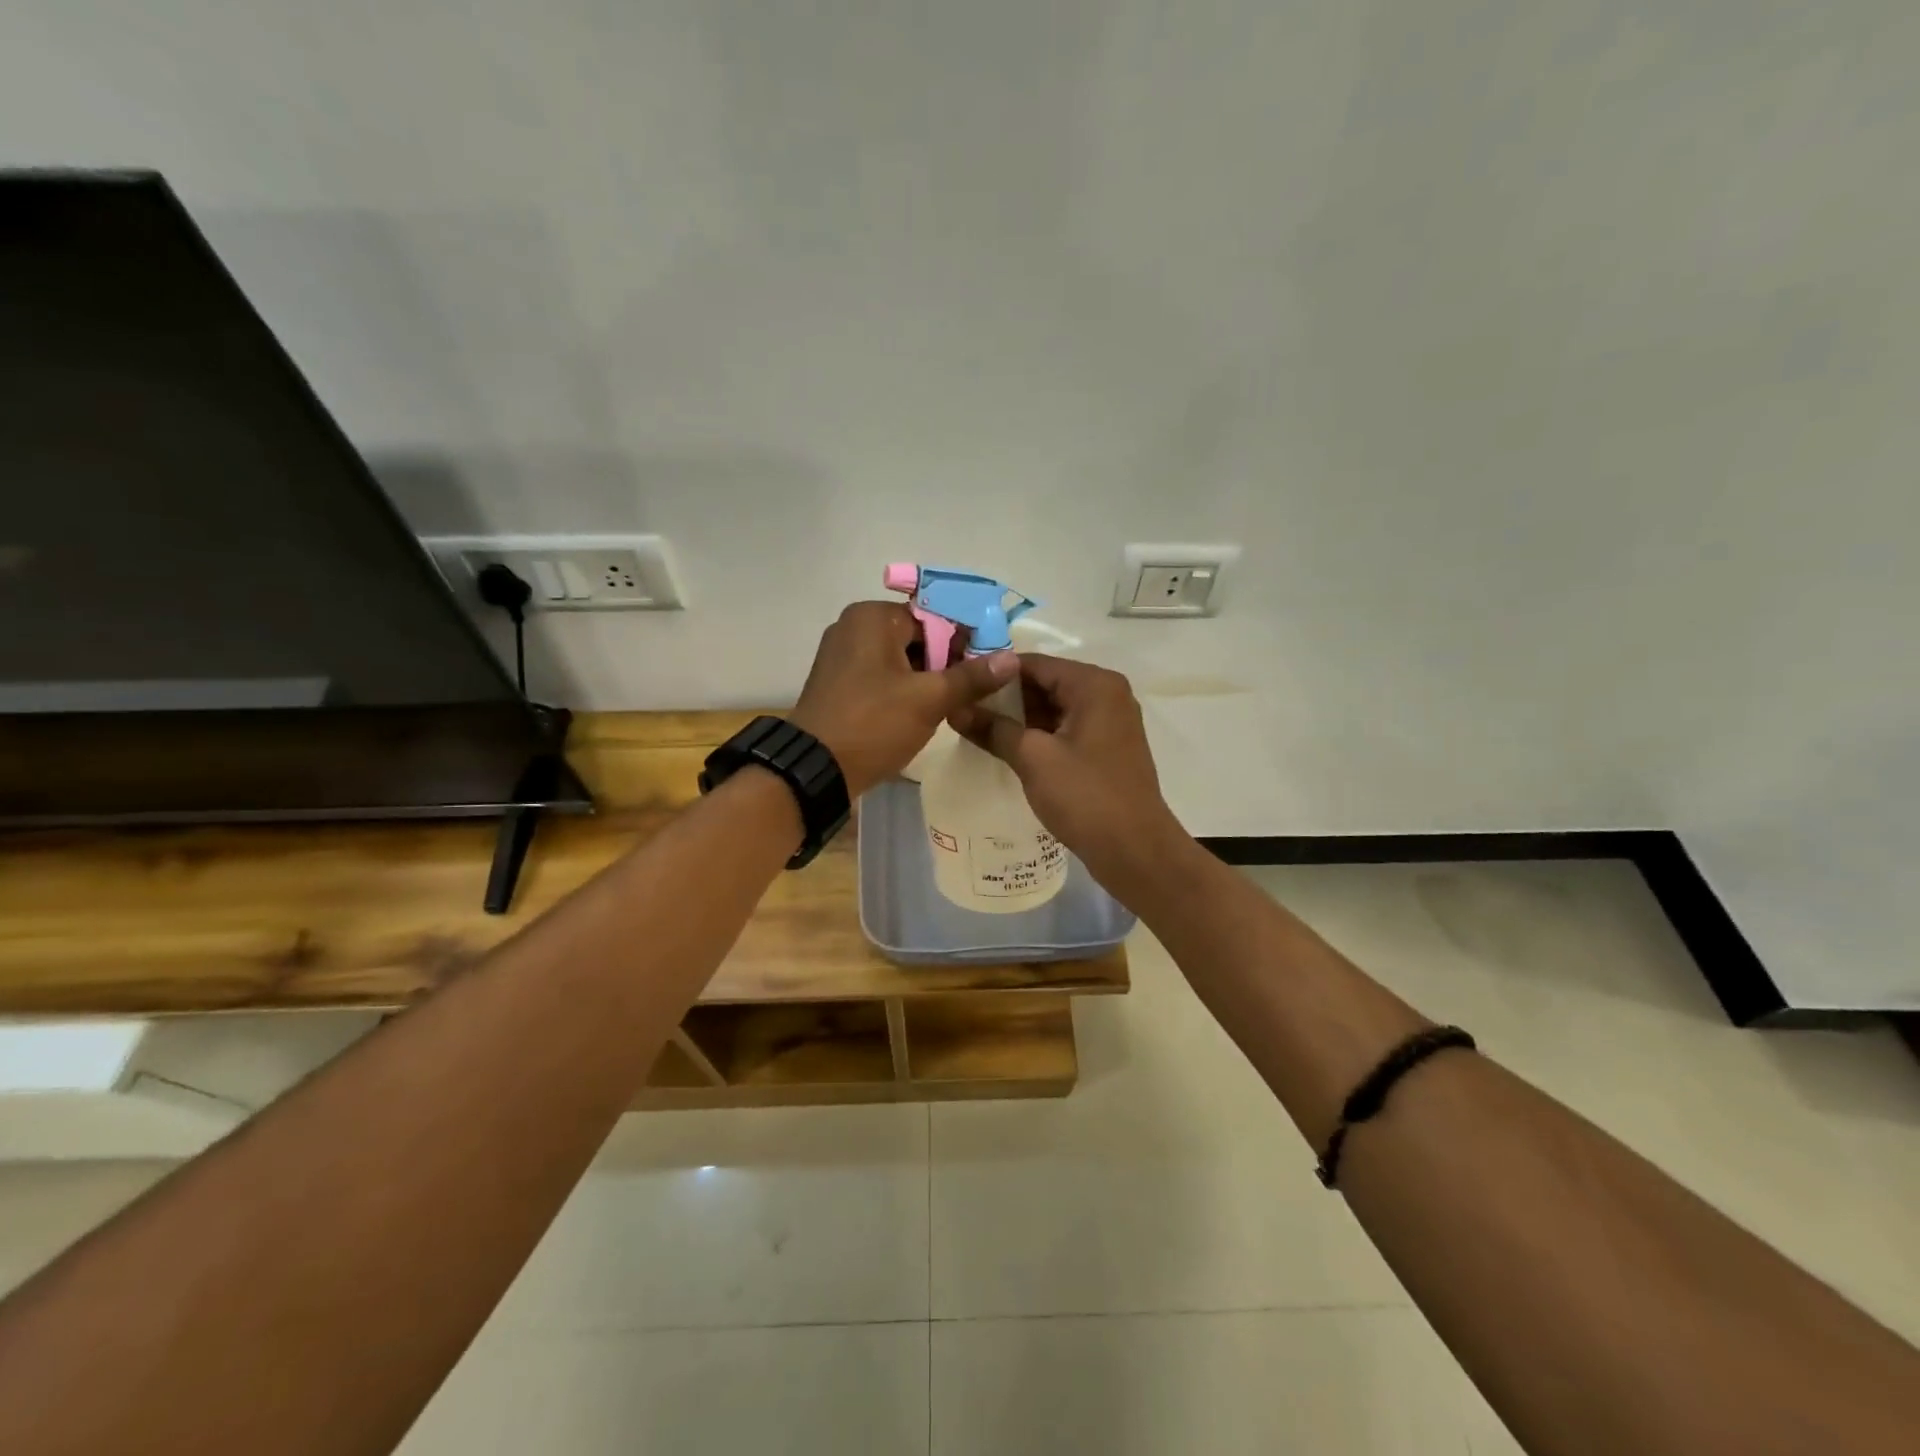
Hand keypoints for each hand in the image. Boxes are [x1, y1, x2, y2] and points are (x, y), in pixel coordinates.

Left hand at [789, 601, 1018, 796]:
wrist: (815, 769)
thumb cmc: (873, 724)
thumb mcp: (929, 700)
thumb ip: (971, 677)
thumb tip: (1011, 659)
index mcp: (873, 617)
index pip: (935, 616)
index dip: (964, 642)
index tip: (984, 670)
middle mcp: (853, 626)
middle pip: (917, 636)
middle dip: (944, 662)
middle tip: (968, 693)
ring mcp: (841, 654)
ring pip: (900, 658)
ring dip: (925, 678)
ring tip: (948, 706)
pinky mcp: (837, 681)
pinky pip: (880, 675)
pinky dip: (902, 688)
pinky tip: (918, 713)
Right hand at [947, 654, 1187, 897]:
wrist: (1135, 850)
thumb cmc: (1085, 796)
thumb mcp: (1033, 758)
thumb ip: (993, 728)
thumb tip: (954, 709)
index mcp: (1094, 684)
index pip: (1034, 663)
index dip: (994, 674)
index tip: (960, 687)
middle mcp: (1107, 694)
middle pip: (1046, 683)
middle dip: (1006, 698)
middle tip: (964, 711)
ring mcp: (1110, 723)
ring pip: (1055, 708)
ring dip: (1020, 719)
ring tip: (978, 730)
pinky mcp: (1107, 749)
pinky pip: (1066, 730)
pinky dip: (1039, 736)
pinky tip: (1008, 749)